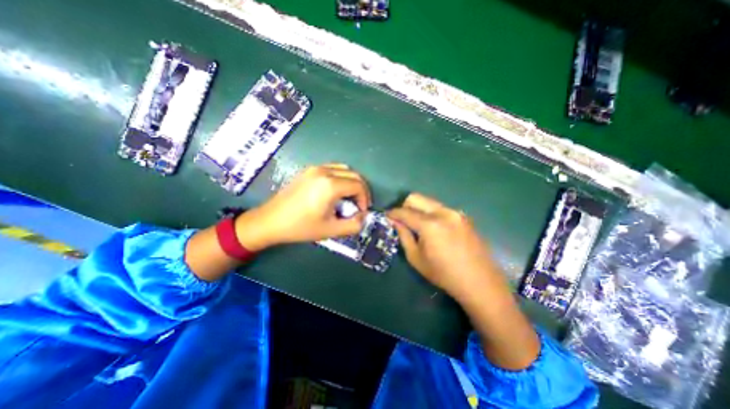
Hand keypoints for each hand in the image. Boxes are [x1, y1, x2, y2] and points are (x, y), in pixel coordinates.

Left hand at [234, 165, 370, 249]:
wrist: (270, 221)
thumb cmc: (300, 227)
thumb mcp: (330, 230)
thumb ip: (353, 225)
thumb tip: (363, 217)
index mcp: (330, 185)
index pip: (358, 186)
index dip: (365, 199)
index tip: (361, 212)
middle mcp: (324, 171)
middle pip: (354, 175)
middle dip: (361, 190)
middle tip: (358, 206)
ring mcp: (315, 168)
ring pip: (344, 169)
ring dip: (351, 182)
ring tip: (348, 198)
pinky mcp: (308, 170)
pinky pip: (332, 168)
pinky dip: (340, 177)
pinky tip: (335, 191)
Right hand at [388, 194, 502, 303]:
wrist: (480, 281)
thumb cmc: (443, 274)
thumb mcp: (416, 258)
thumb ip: (404, 236)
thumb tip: (396, 222)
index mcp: (430, 224)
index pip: (404, 212)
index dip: (393, 213)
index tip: (387, 216)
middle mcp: (443, 212)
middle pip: (416, 198)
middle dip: (404, 206)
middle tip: (402, 220)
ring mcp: (455, 212)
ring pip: (429, 202)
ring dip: (418, 209)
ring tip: (417, 225)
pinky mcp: (463, 216)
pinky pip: (440, 208)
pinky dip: (431, 213)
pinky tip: (434, 229)